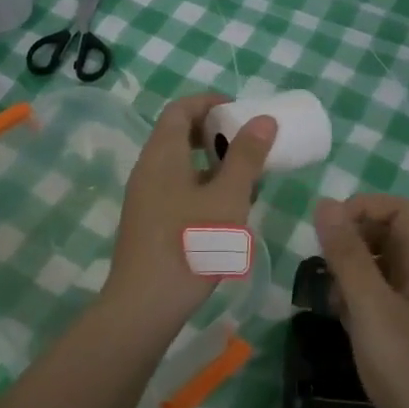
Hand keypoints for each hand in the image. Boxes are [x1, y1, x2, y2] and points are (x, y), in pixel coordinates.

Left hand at [103, 93, 276, 334]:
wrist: (145, 305)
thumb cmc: (190, 243)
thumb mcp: (228, 198)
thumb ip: (246, 157)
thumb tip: (263, 119)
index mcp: (162, 154)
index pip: (180, 108)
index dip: (209, 102)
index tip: (240, 110)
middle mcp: (148, 168)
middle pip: (178, 134)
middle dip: (214, 132)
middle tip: (248, 142)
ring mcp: (145, 197)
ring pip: (179, 164)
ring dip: (211, 162)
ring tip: (245, 177)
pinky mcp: (148, 221)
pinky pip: (176, 188)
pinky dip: (202, 185)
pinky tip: (226, 210)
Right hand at [313, 194, 408, 407]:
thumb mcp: (372, 307)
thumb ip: (348, 255)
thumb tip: (325, 204)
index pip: (398, 211)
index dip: (364, 208)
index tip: (328, 229)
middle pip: (387, 236)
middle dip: (351, 240)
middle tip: (322, 263)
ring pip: (377, 270)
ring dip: (349, 271)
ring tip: (328, 294)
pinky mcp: (401, 337)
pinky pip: (374, 301)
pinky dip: (353, 301)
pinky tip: (338, 320)